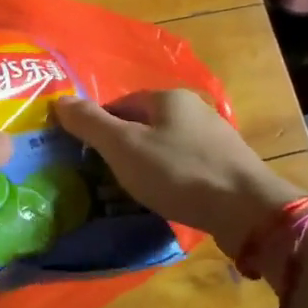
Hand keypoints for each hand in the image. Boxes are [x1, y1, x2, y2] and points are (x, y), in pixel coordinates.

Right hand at [54, 89, 301, 254]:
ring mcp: (215, 137)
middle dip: (123, 147)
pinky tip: (167, 197)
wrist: (248, 210)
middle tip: (106, 177)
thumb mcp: (124, 147)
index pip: (120, 104)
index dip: (99, 128)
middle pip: (144, 124)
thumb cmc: (178, 172)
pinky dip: (170, 178)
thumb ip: (91, 123)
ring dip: (147, 164)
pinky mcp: (227, 165)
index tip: (87, 156)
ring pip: (166, 146)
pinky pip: (186, 165)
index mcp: (168, 97)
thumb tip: (60, 100)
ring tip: (134, 191)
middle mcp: (194, 109)